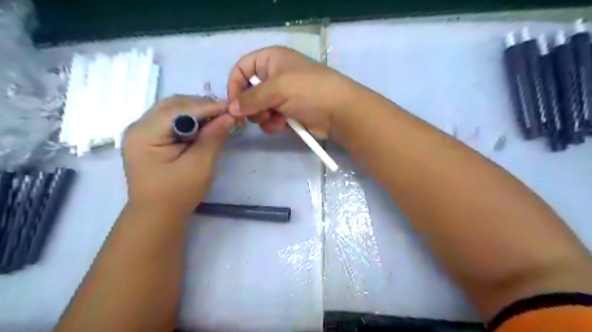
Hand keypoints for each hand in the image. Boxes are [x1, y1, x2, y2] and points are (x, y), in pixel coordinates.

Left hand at [121, 96, 234, 218]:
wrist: (157, 216)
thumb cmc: (177, 194)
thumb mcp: (199, 165)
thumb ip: (213, 138)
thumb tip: (230, 116)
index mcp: (145, 133)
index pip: (180, 109)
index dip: (208, 106)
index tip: (233, 108)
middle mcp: (139, 126)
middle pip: (174, 104)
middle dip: (203, 106)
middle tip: (227, 113)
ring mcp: (142, 131)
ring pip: (173, 110)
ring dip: (198, 111)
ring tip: (219, 118)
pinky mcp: (149, 138)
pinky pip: (172, 120)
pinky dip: (191, 119)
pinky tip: (205, 125)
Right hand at [227, 45, 368, 138]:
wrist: (339, 112)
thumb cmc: (308, 91)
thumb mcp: (277, 89)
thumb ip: (251, 98)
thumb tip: (231, 108)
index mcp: (271, 60)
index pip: (242, 68)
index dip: (235, 85)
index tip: (233, 104)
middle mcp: (275, 77)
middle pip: (249, 92)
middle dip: (251, 106)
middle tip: (257, 114)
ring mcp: (282, 96)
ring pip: (258, 109)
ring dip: (263, 117)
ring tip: (276, 118)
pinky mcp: (288, 113)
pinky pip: (270, 120)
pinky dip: (274, 124)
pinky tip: (284, 125)